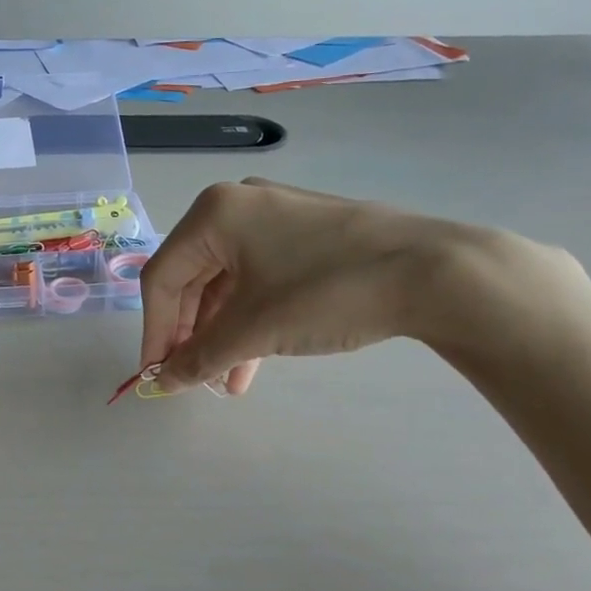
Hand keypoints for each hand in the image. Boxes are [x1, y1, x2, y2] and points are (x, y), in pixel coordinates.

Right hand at [138, 178, 575, 393]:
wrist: (436, 272)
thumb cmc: (326, 292)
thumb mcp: (254, 330)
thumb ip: (199, 357)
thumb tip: (162, 383)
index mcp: (213, 214)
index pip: (162, 277)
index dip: (154, 332)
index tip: (156, 376)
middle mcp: (237, 206)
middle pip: (192, 279)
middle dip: (190, 334)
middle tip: (189, 377)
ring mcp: (275, 217)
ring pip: (227, 284)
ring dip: (221, 334)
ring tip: (224, 381)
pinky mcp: (306, 235)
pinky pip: (259, 279)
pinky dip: (251, 319)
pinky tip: (252, 362)